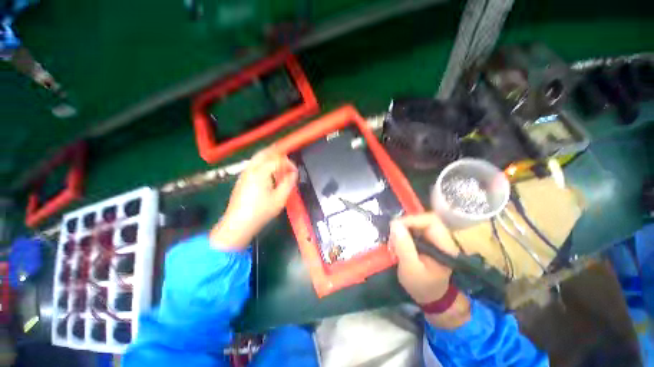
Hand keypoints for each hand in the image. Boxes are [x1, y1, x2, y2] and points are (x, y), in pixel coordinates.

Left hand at [210, 148, 297, 249]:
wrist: (238, 224)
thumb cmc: (261, 212)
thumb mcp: (280, 199)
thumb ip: (289, 183)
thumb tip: (293, 174)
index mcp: (261, 172)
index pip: (277, 160)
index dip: (288, 163)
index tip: (295, 172)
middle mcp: (250, 169)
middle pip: (264, 153)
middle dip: (277, 153)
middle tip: (287, 158)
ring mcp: (244, 173)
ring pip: (257, 158)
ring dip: (269, 157)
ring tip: (280, 163)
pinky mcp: (241, 179)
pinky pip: (253, 164)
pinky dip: (263, 163)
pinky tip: (269, 172)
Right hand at [390, 213, 470, 328]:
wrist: (430, 298)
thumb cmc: (422, 286)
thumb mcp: (410, 269)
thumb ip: (404, 247)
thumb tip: (394, 224)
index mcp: (445, 245)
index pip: (431, 220)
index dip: (412, 220)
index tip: (395, 228)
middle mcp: (442, 238)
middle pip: (422, 219)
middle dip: (404, 226)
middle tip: (392, 238)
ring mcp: (434, 239)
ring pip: (416, 223)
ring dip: (402, 230)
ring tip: (394, 244)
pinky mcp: (426, 240)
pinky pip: (412, 229)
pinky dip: (402, 234)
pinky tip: (397, 245)